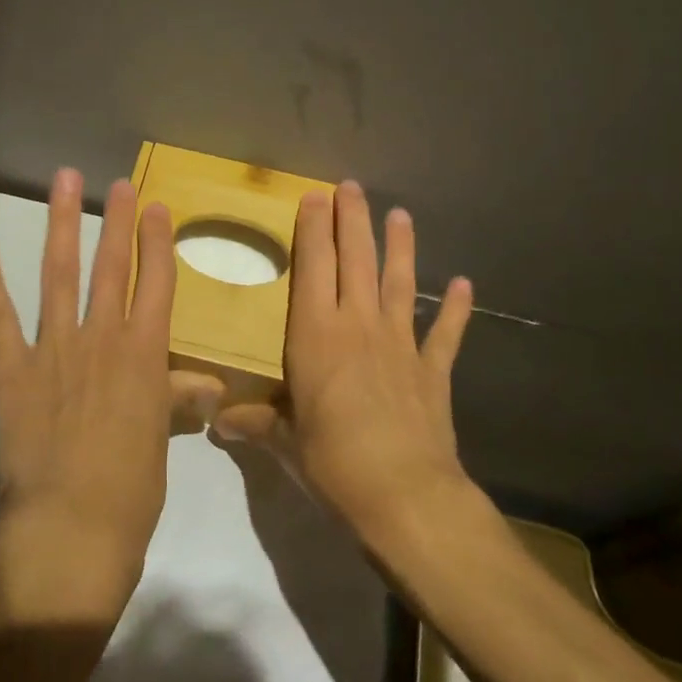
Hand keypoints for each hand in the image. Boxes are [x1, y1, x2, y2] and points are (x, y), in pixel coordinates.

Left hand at [0, 169, 177, 609]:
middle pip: (111, 266)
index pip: (156, 283)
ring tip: (63, 182)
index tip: (156, 207)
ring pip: (59, 273)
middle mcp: (102, 337)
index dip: (157, 242)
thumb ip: (176, 399)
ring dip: (61, 224)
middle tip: (118, 183)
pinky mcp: (12, 367)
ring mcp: (54, 347)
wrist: (72, 528)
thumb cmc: (131, 490)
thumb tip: (207, 385)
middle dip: (116, 220)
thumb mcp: (161, 439)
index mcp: (145, 354)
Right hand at [214, 181, 475, 540]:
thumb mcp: (285, 443)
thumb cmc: (333, 463)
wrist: (404, 496)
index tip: (315, 196)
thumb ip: (256, 422)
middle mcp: (357, 326)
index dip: (313, 230)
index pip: (313, 268)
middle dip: (352, 221)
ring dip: (400, 247)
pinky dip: (455, 309)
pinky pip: (445, 333)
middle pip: (355, 261)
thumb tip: (218, 421)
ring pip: (398, 283)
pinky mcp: (431, 370)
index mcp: (315, 335)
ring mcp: (399, 344)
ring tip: (401, 214)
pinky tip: (463, 284)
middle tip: (351, 186)